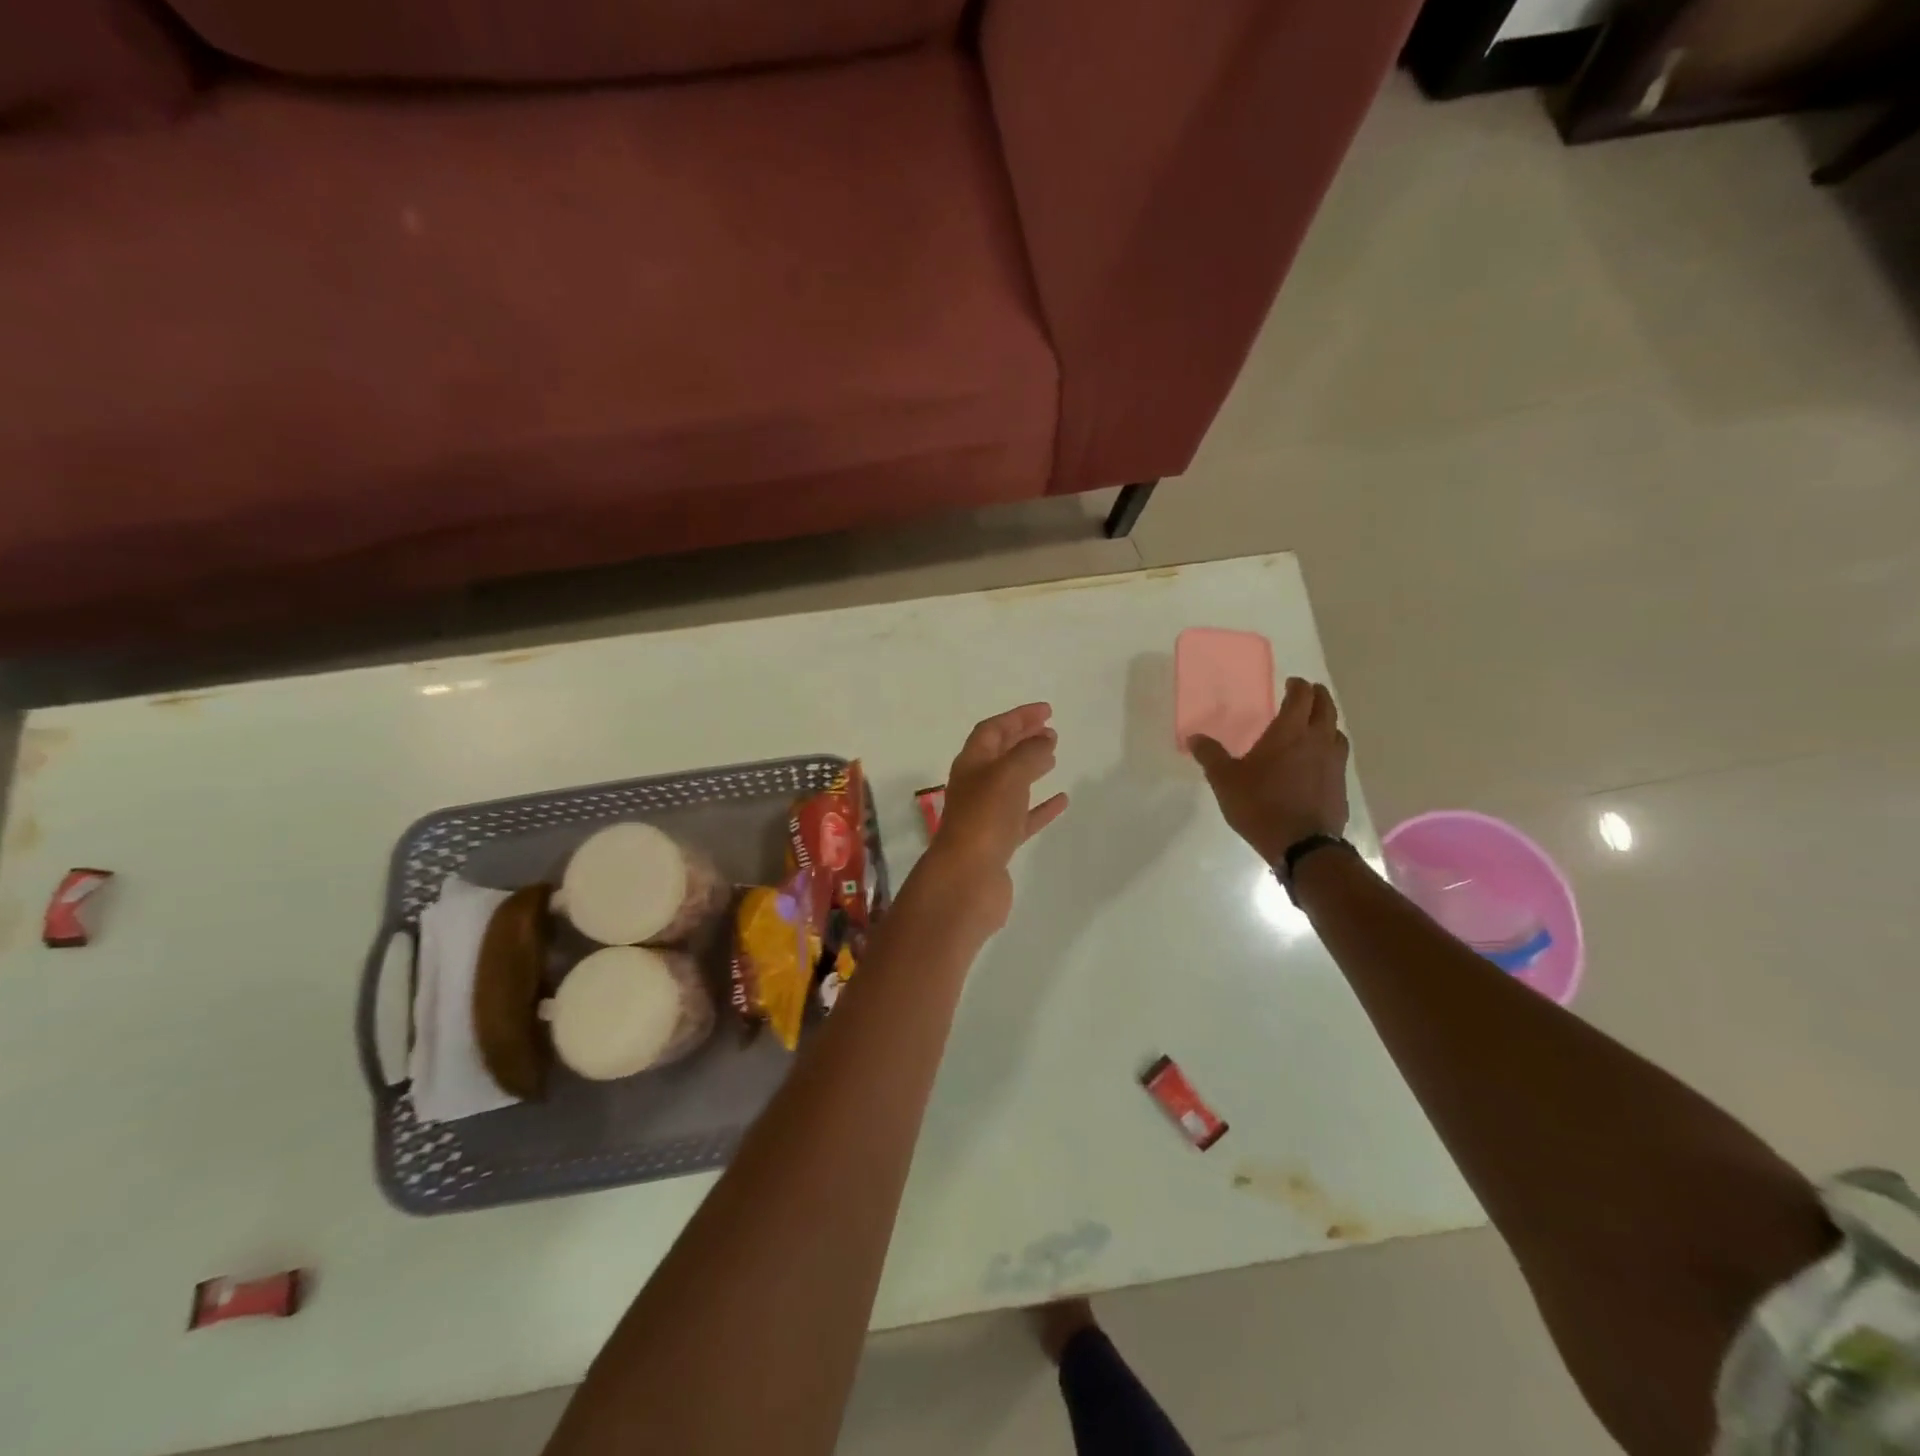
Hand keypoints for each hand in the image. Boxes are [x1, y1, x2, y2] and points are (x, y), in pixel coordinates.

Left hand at [918, 703, 1069, 932]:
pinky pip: (1023, 817)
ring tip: (1054, 757)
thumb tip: (1044, 740)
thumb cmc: (984, 818)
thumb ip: (1029, 753)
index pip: (992, 730)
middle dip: (1022, 739)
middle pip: (999, 754)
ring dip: (1031, 768)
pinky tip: (1061, 801)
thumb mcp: (1008, 774)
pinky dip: (1041, 806)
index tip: (1046, 711)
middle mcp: (975, 786)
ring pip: (1011, 785)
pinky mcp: (999, 843)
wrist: (967, 879)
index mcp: (971, 764)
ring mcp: (986, 816)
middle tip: (1050, 731)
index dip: (1017, 717)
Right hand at [1191, 677, 1348, 864]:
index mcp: (1289, 732)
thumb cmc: (1260, 805)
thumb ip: (1210, 755)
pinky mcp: (1340, 785)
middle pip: (1326, 708)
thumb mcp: (1225, 780)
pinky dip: (1330, 748)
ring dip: (1327, 722)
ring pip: (1336, 731)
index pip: (1302, 697)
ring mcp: (1334, 763)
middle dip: (1318, 696)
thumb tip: (1194, 737)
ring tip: (1316, 724)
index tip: (1291, 683)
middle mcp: (1317, 741)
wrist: (1302, 845)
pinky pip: (1338, 756)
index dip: (1298, 686)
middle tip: (1308, 693)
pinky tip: (1318, 760)